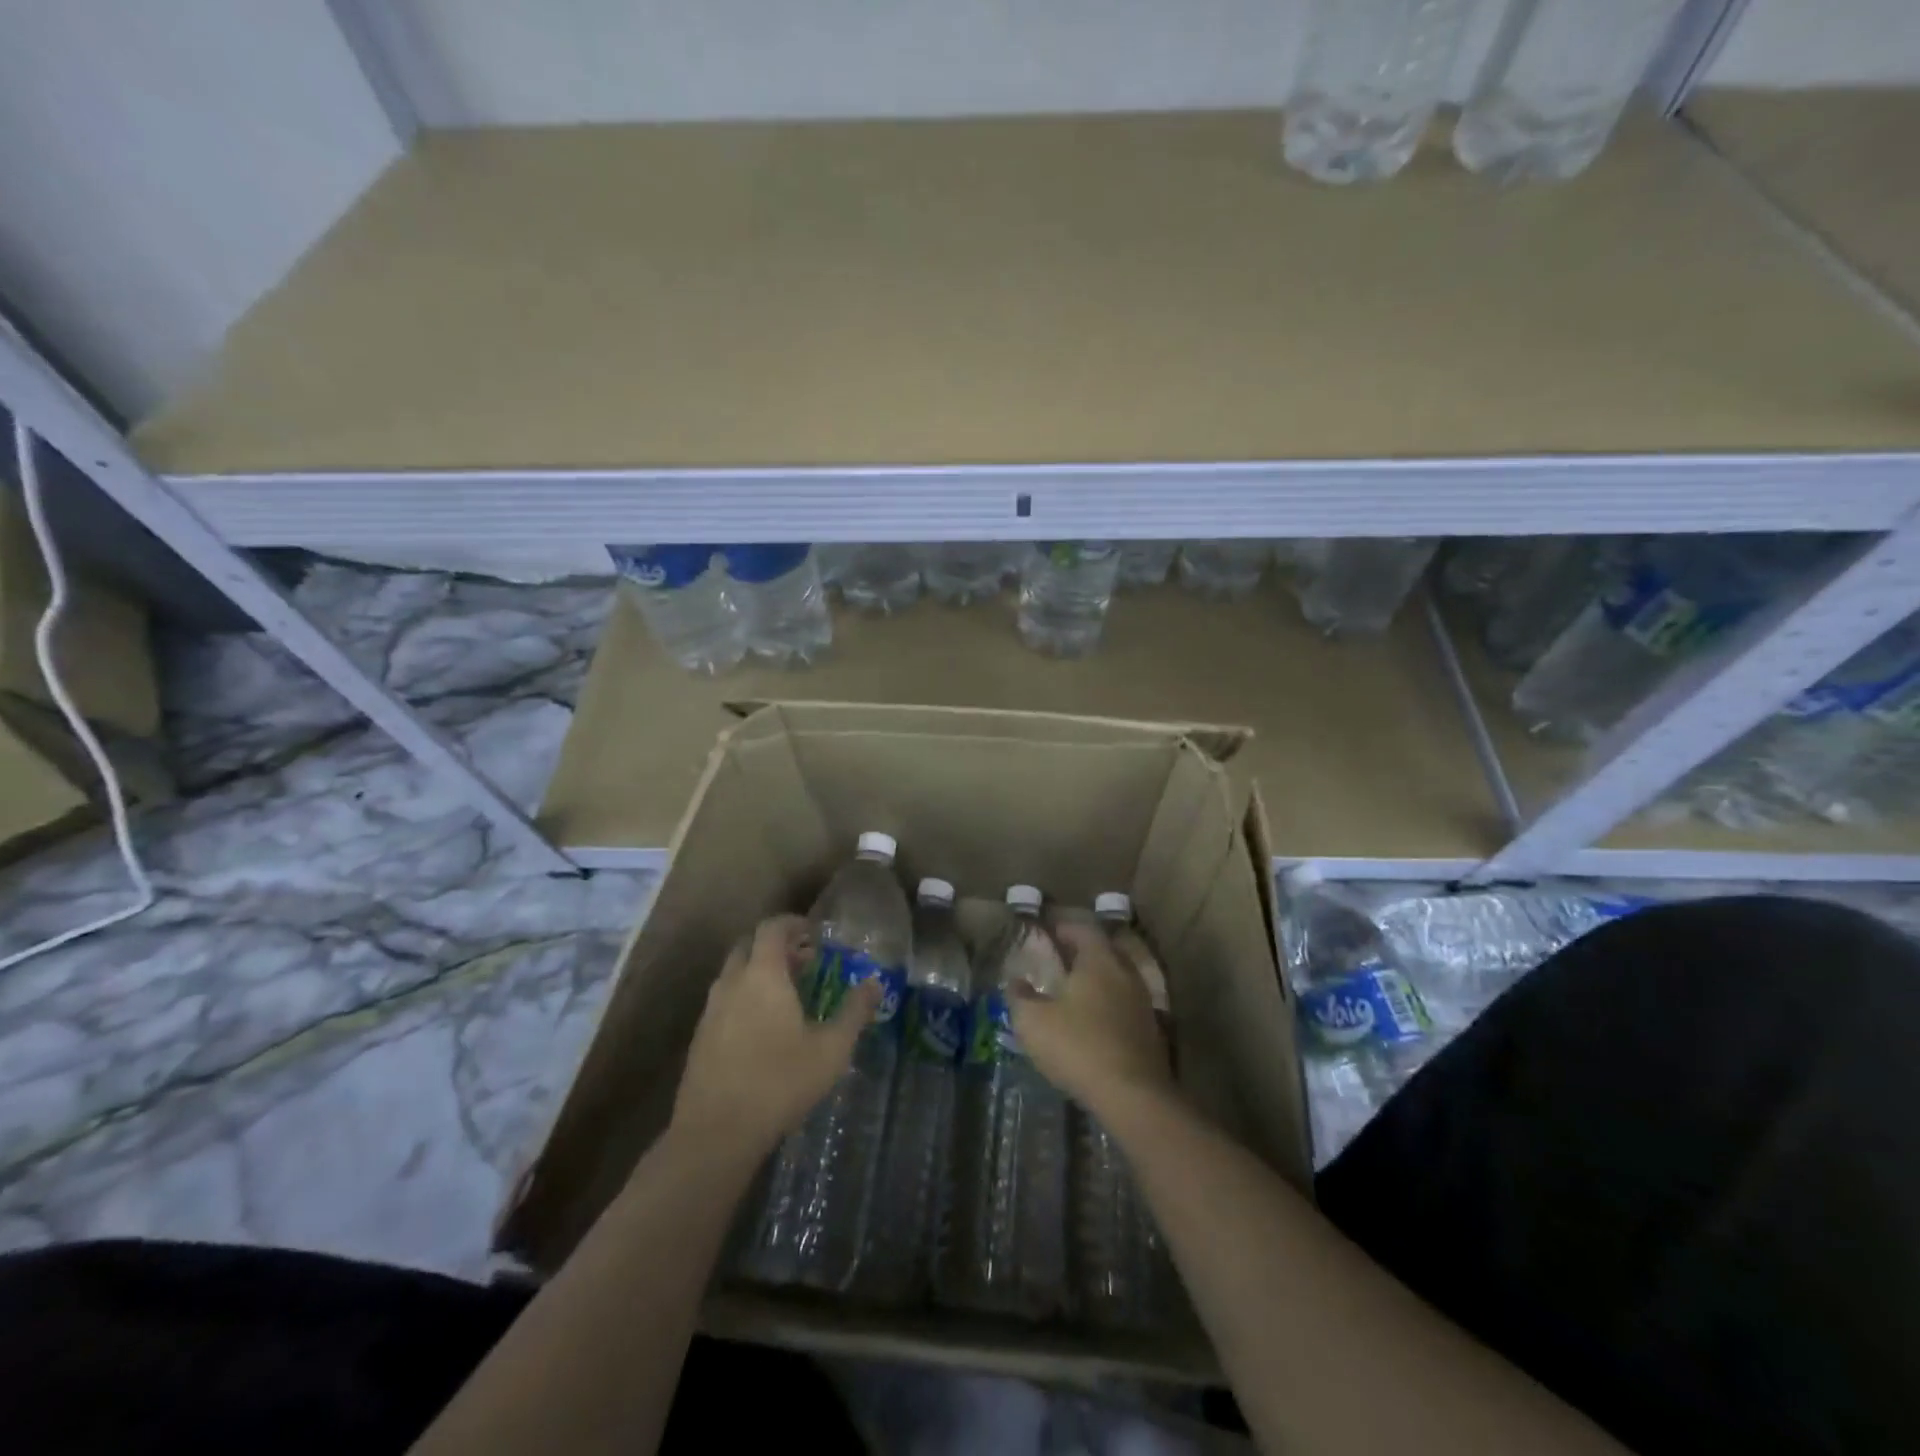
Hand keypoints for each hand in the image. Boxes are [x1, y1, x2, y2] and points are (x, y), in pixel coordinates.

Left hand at [671, 914, 880, 1155]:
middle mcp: (732, 983)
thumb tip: (875, 983)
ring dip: (758, 972)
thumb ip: (855, 1011)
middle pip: (748, 946)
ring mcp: (711, 1011)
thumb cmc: (780, 1082)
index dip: (793, 923)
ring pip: (733, 974)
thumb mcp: (831, 1049)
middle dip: (775, 946)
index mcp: (763, 975)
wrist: (715, 1134)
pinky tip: (763, 1028)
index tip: (814, 932)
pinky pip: (724, 1001)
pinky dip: (744, 998)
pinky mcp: (700, 1038)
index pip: (772, 928)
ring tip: (787, 994)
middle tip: (804, 961)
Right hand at [1010, 919, 1172, 1113]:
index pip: (1084, 930)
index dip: (1065, 929)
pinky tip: (1094, 1023)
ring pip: (1118, 979)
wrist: (1134, 1096)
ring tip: (1075, 993)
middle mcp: (1126, 973)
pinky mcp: (1151, 1031)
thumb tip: (1015, 981)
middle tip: (1061, 960)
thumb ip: (1020, 997)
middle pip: (1105, 951)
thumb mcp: (1033, 1022)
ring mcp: (1143, 1002)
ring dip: (1098, 981)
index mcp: (1099, 961)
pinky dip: (1110, 1006)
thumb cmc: (1078, 1047)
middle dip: (1083, 952)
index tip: (1048, 933)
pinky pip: (1127, 1005)